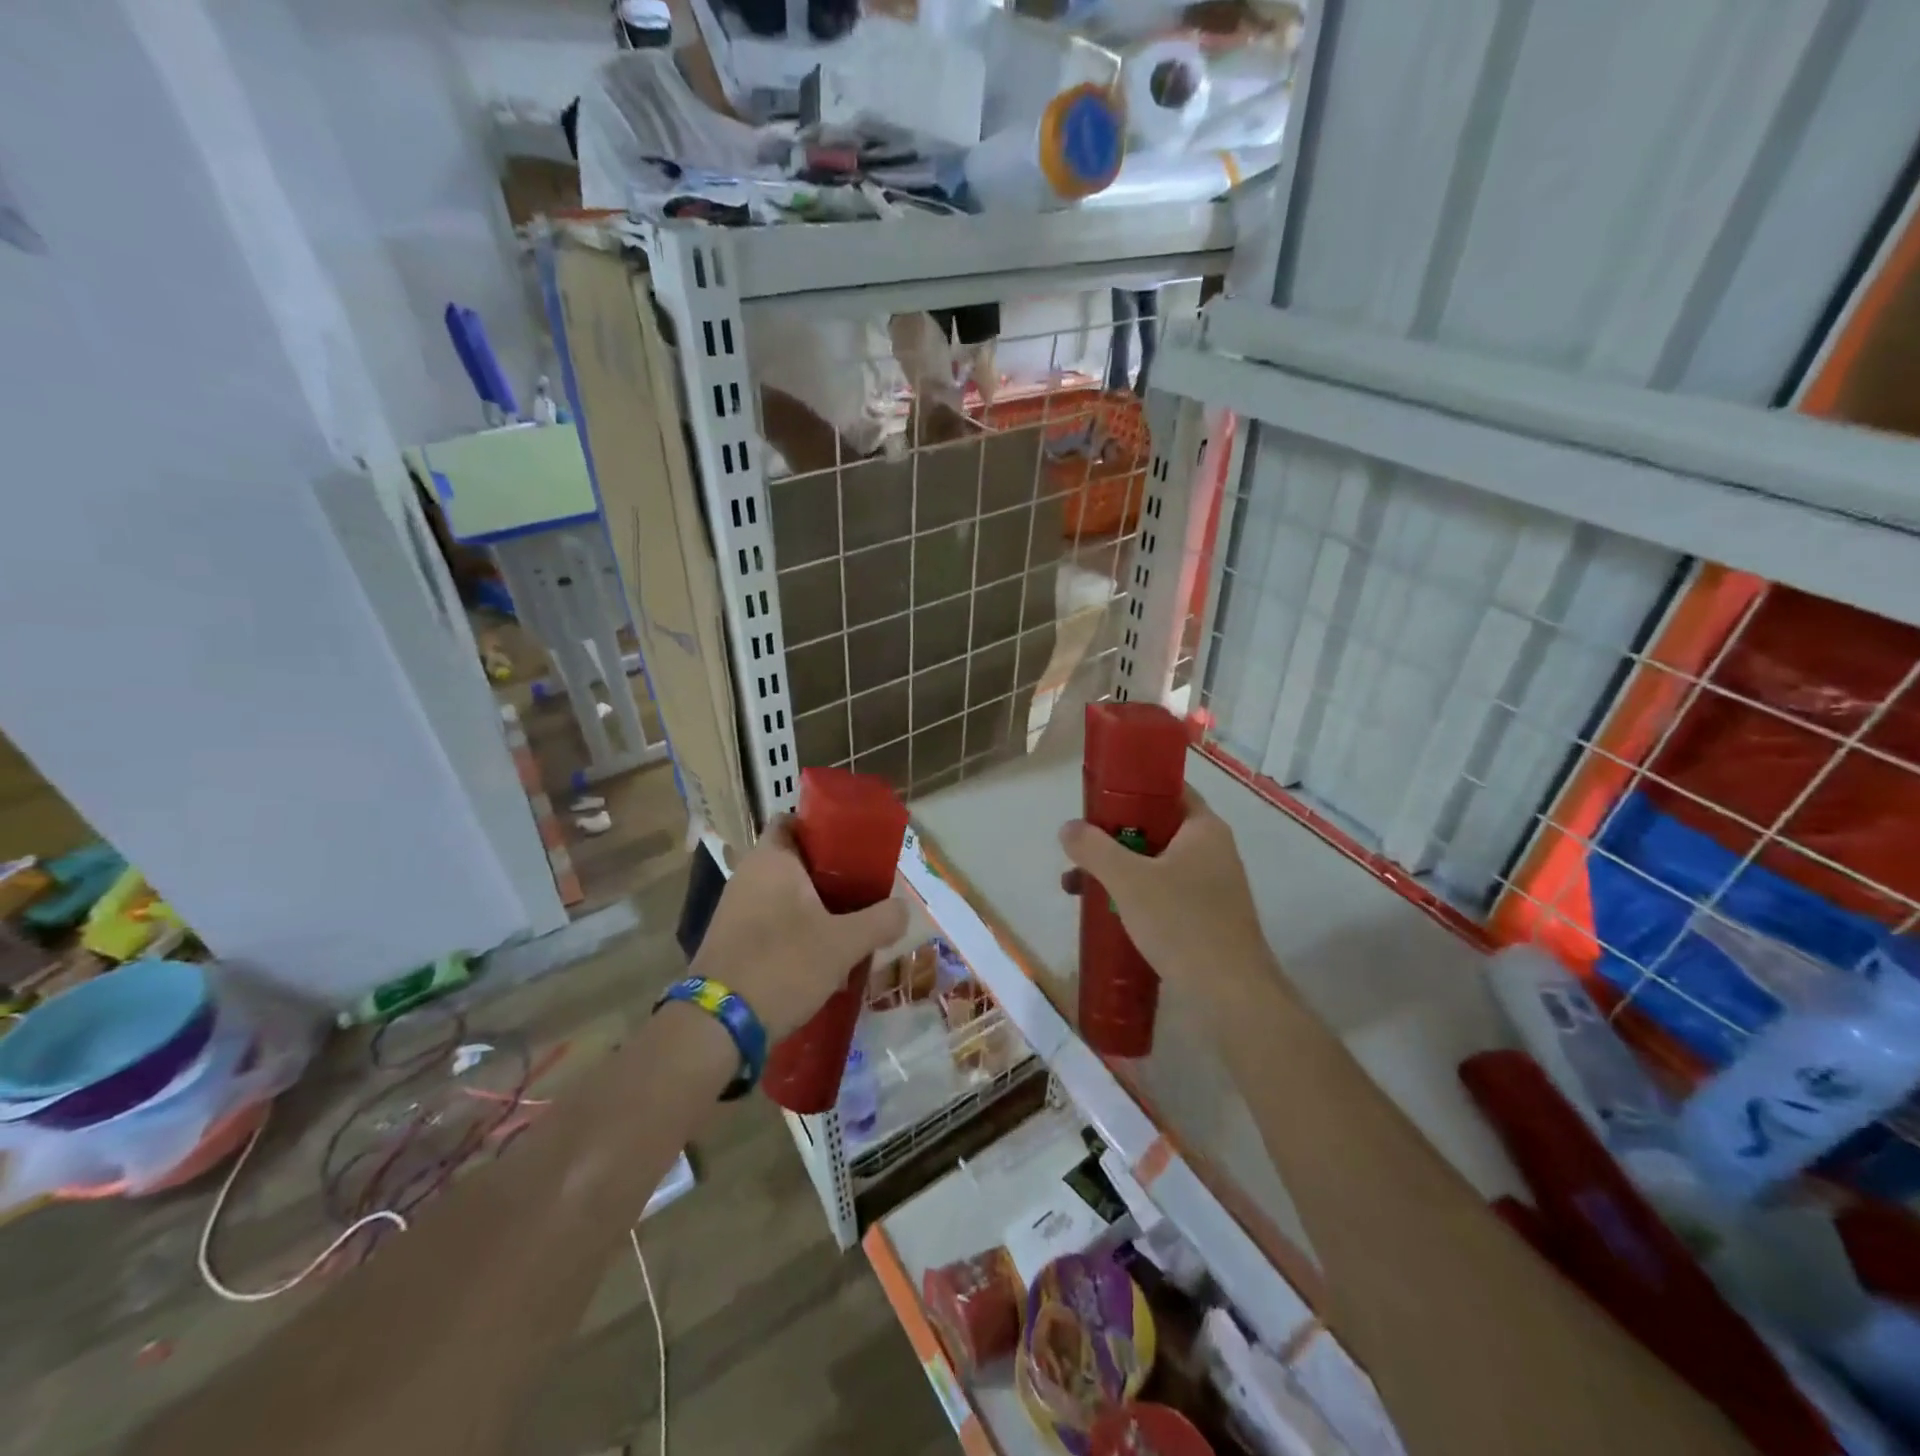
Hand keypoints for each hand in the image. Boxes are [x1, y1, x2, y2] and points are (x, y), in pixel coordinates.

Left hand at [690, 816, 908, 1040]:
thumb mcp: (844, 943)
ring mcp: (735, 909)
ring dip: (814, 908)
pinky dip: (795, 931)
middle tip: (862, 891)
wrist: (718, 1025)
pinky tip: (820, 958)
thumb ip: (880, 921)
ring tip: (848, 928)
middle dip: (829, 875)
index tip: (853, 848)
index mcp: (771, 859)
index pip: (793, 820)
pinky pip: (771, 922)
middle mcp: (748, 875)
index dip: (823, 828)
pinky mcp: (731, 941)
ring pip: (784, 895)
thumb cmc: (783, 965)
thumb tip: (904, 909)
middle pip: (794, 861)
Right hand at [1059, 786, 1275, 996]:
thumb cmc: (1181, 923)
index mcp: (1203, 829)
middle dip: (1112, 840)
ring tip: (1076, 888)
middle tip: (1079, 851)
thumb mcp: (1128, 880)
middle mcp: (1212, 850)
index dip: (1129, 790)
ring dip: (1117, 871)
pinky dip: (1135, 896)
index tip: (1094, 803)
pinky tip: (1106, 914)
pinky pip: (1164, 894)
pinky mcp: (1207, 918)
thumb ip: (1094, 849)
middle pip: (1155, 829)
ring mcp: (1212, 886)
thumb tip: (1069, 828)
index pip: (1167, 790)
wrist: (1231, 995)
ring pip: (1155, 865)